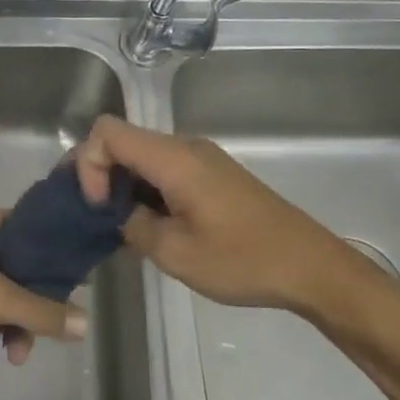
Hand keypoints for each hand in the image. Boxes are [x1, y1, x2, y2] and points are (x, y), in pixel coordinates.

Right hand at [74, 115, 399, 333]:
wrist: (312, 267)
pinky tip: (148, 228)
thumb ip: (133, 225)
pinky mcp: (213, 176)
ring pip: (143, 158)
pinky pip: (165, 171)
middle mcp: (186, 148)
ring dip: (123, 187)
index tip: (98, 207)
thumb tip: (118, 213)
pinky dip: (145, 192)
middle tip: (92, 218)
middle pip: (123, 142)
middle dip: (99, 175)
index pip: (107, 132)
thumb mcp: (175, 253)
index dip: (88, 164)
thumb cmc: (243, 260)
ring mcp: (202, 160)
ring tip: (118, 229)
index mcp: (174, 158)